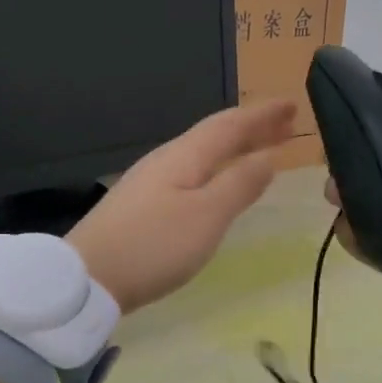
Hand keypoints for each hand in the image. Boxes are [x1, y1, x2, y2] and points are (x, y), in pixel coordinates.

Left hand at [68, 99, 297, 314]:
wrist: (88, 278)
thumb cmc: (153, 245)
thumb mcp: (206, 216)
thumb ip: (239, 185)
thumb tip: (268, 157)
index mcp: (184, 156)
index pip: (230, 126)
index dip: (262, 115)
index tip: (293, 104)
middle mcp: (166, 161)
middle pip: (215, 137)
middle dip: (252, 129)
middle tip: (286, 124)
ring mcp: (151, 183)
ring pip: (202, 155)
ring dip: (235, 149)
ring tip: (261, 150)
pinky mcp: (142, 206)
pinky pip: (191, 174)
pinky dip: (216, 170)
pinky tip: (218, 184)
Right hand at [330, 53, 381, 358]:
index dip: (365, 119)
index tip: (335, 108)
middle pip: (370, 168)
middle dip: (346, 161)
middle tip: (332, 161)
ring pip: (361, 204)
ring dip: (343, 196)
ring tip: (336, 195)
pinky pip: (363, 244)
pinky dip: (350, 235)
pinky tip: (345, 226)